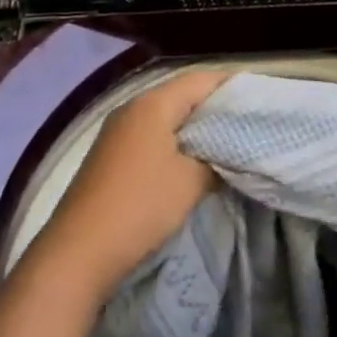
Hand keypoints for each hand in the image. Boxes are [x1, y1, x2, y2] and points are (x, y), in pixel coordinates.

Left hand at [31, 69, 229, 302]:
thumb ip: (216, 159)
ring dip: (196, 128)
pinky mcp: (110, 158)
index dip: (233, 86)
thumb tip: (227, 154)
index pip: (202, 80)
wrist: (75, 256)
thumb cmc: (139, 208)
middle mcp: (132, 109)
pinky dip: (176, 143)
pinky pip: (153, 137)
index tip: (261, 99)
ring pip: (167, 118)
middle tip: (249, 122)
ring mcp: (117, 133)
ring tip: (228, 143)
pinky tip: (193, 162)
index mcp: (153, 104)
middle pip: (183, 95)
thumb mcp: (191, 182)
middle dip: (216, 107)